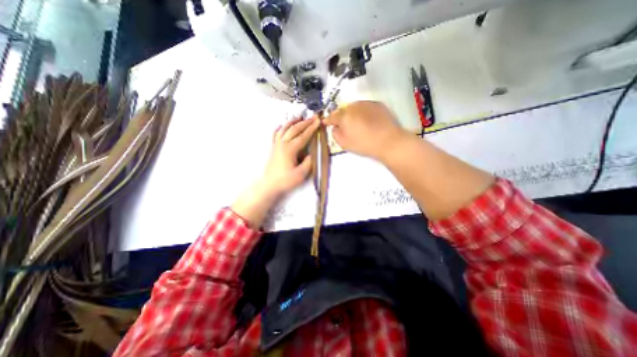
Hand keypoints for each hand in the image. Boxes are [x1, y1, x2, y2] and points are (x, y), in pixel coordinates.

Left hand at [260, 115, 317, 196]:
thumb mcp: (301, 174)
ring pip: (284, 128)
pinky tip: (282, 125)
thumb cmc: (285, 180)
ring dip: (293, 122)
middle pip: (294, 129)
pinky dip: (279, 128)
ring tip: (300, 117)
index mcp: (290, 149)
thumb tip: (310, 154)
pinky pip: (275, 134)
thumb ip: (308, 163)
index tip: (318, 121)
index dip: (312, 128)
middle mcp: (283, 144)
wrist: (269, 184)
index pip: (303, 136)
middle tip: (313, 117)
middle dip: (305, 122)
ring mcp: (276, 144)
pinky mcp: (273, 148)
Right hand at [324, 100, 407, 160]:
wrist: (389, 141)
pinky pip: (365, 107)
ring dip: (352, 113)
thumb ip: (335, 134)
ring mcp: (366, 103)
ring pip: (354, 107)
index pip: (332, 116)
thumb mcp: (344, 144)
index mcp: (344, 116)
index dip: (328, 120)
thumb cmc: (364, 144)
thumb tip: (335, 127)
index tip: (326, 123)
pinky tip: (367, 120)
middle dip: (341, 116)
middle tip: (344, 125)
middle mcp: (354, 106)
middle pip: (343, 110)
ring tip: (356, 122)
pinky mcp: (377, 104)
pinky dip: (363, 112)